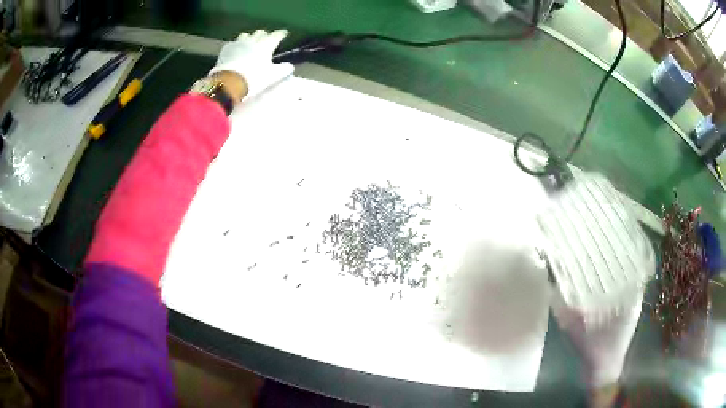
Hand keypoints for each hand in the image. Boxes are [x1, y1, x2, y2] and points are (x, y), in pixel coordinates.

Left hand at [209, 30, 293, 100]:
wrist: (229, 83)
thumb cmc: (254, 78)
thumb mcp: (273, 76)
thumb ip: (284, 69)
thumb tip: (289, 66)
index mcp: (266, 44)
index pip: (277, 35)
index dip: (281, 34)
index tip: (284, 35)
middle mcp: (253, 40)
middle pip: (260, 33)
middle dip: (264, 36)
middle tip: (266, 41)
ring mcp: (238, 43)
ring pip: (246, 35)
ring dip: (249, 38)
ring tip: (250, 45)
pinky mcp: (226, 49)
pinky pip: (233, 44)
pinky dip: (237, 46)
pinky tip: (237, 52)